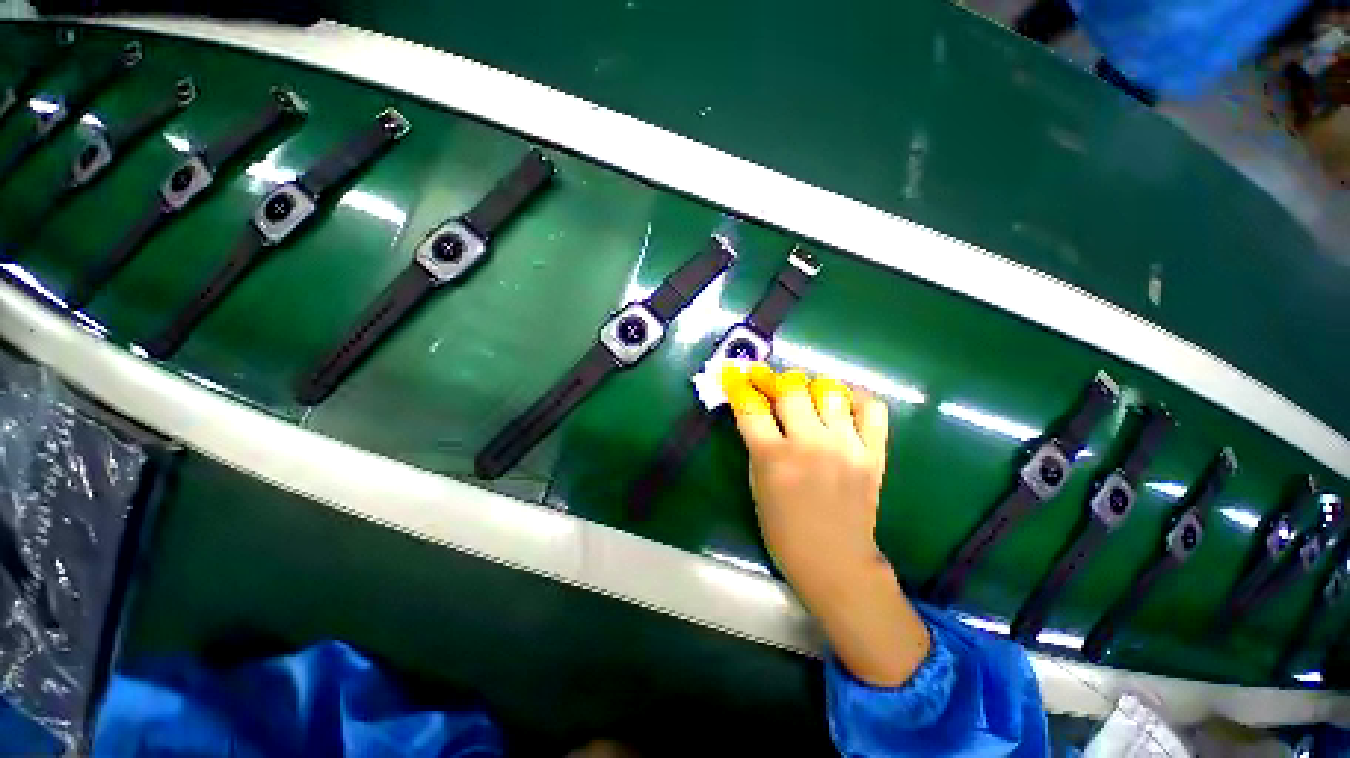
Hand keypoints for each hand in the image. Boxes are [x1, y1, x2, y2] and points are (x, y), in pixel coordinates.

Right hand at [723, 363, 929, 686]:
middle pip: (791, 388)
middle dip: (775, 379)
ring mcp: (846, 447)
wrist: (835, 561)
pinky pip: (872, 408)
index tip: (736, 376)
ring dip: (811, 386)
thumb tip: (756, 407)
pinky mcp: (874, 454)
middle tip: (771, 383)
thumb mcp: (757, 484)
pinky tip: (843, 403)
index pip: (751, 406)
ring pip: (829, 390)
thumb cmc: (784, 529)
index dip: (739, 386)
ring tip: (806, 394)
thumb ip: (757, 443)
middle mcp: (810, 445)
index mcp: (774, 458)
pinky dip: (856, 398)